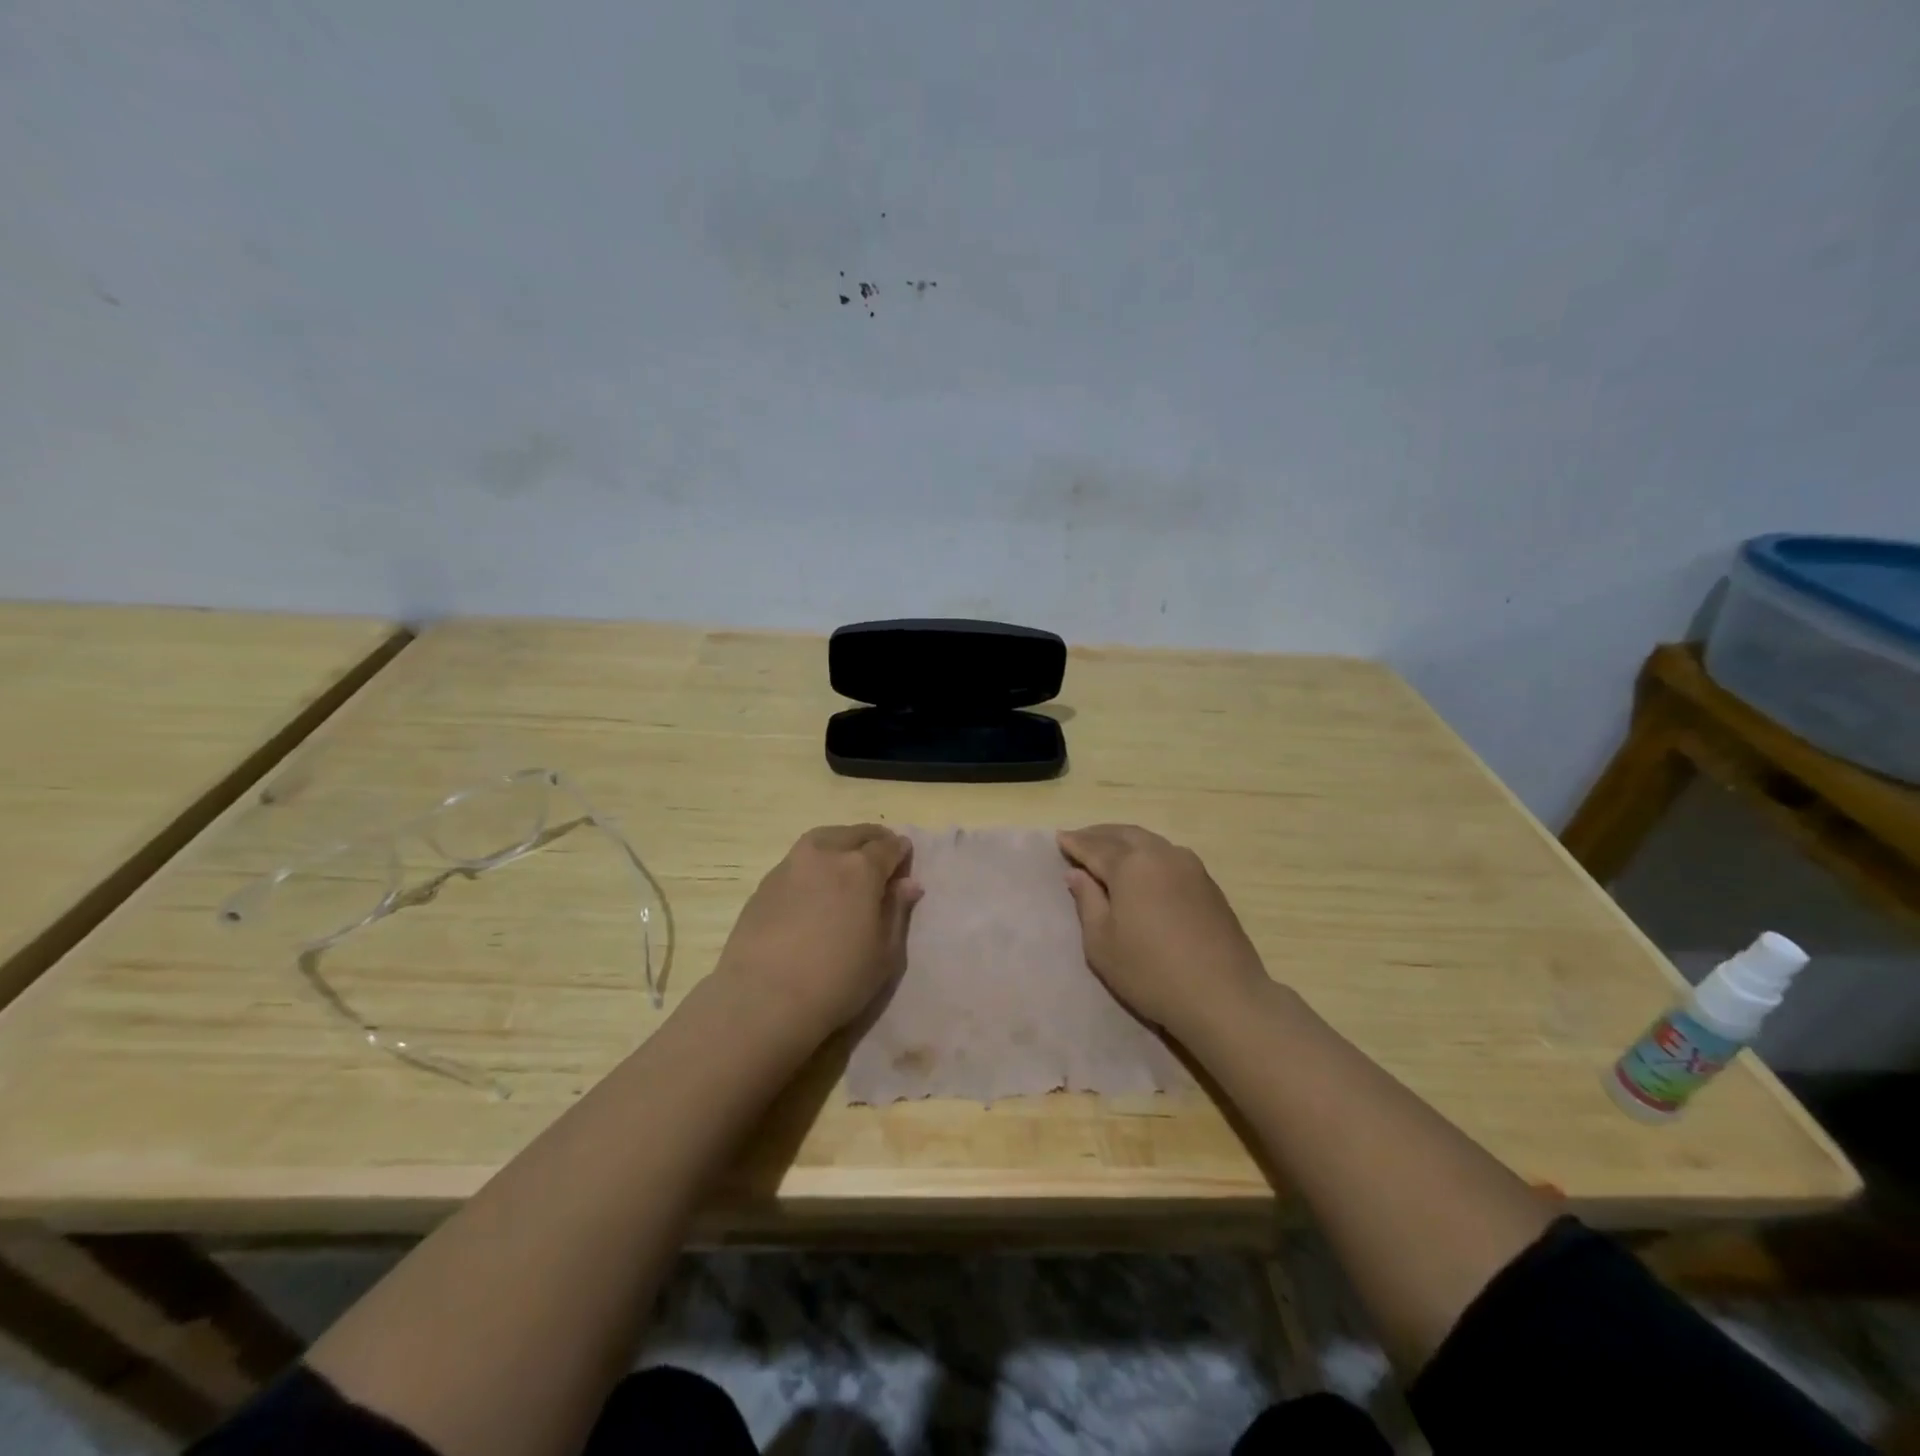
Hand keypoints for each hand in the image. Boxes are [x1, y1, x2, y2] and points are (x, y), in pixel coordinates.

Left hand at [714, 825, 922, 1036]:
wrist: (762, 1000)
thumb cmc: (836, 981)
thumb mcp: (884, 954)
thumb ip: (897, 912)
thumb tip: (908, 884)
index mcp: (860, 868)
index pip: (888, 846)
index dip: (900, 852)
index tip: (905, 863)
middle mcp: (825, 855)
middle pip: (855, 834)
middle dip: (873, 842)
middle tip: (880, 861)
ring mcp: (790, 865)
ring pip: (823, 840)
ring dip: (841, 844)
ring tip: (846, 867)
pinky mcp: (765, 883)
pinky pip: (799, 861)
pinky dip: (815, 864)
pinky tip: (815, 889)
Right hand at [1057, 824, 1269, 1038]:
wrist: (1224, 996)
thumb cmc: (1150, 972)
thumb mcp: (1102, 943)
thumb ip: (1087, 901)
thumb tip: (1077, 874)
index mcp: (1130, 865)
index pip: (1094, 847)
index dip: (1075, 843)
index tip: (1059, 837)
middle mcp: (1161, 854)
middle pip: (1124, 835)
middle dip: (1099, 835)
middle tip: (1080, 838)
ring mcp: (1189, 866)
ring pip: (1149, 841)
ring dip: (1124, 840)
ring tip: (1108, 849)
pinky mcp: (1208, 883)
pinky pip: (1168, 855)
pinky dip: (1147, 853)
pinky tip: (1142, 867)